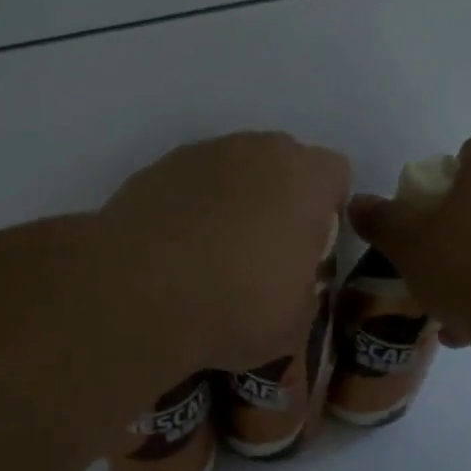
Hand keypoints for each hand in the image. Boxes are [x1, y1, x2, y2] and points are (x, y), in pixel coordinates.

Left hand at [98, 132, 350, 374]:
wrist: (135, 294)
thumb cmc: (233, 306)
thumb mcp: (295, 320)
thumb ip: (304, 287)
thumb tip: (291, 282)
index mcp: (304, 179)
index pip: (335, 174)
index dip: (327, 209)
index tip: (310, 245)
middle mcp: (257, 151)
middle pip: (283, 161)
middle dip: (281, 195)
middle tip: (264, 246)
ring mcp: (203, 153)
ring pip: (235, 166)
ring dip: (234, 196)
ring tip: (213, 248)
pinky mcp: (158, 167)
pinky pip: (191, 180)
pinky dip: (191, 203)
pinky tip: (176, 244)